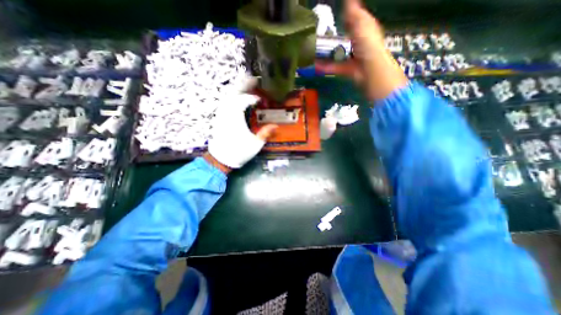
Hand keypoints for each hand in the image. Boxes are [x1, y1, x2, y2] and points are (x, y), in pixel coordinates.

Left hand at [205, 77, 277, 171]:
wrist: (221, 159)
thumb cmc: (239, 152)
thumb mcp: (255, 144)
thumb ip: (265, 134)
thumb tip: (275, 126)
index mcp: (236, 118)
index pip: (243, 101)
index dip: (253, 98)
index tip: (261, 99)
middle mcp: (226, 113)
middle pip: (233, 93)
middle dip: (243, 84)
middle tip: (252, 79)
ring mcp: (221, 114)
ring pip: (227, 96)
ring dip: (237, 89)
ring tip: (246, 84)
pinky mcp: (219, 118)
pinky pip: (224, 102)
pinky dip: (231, 97)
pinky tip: (236, 97)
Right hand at [315, 0, 407, 99]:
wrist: (369, 71)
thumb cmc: (368, 46)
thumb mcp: (362, 24)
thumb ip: (354, 13)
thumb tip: (348, 0)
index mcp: (364, 29)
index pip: (353, 20)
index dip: (344, 17)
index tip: (331, 16)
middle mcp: (358, 43)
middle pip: (343, 38)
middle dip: (332, 37)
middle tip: (317, 35)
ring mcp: (351, 57)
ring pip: (337, 54)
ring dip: (326, 53)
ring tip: (313, 51)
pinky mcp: (346, 70)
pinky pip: (334, 67)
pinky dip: (325, 67)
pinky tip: (315, 65)